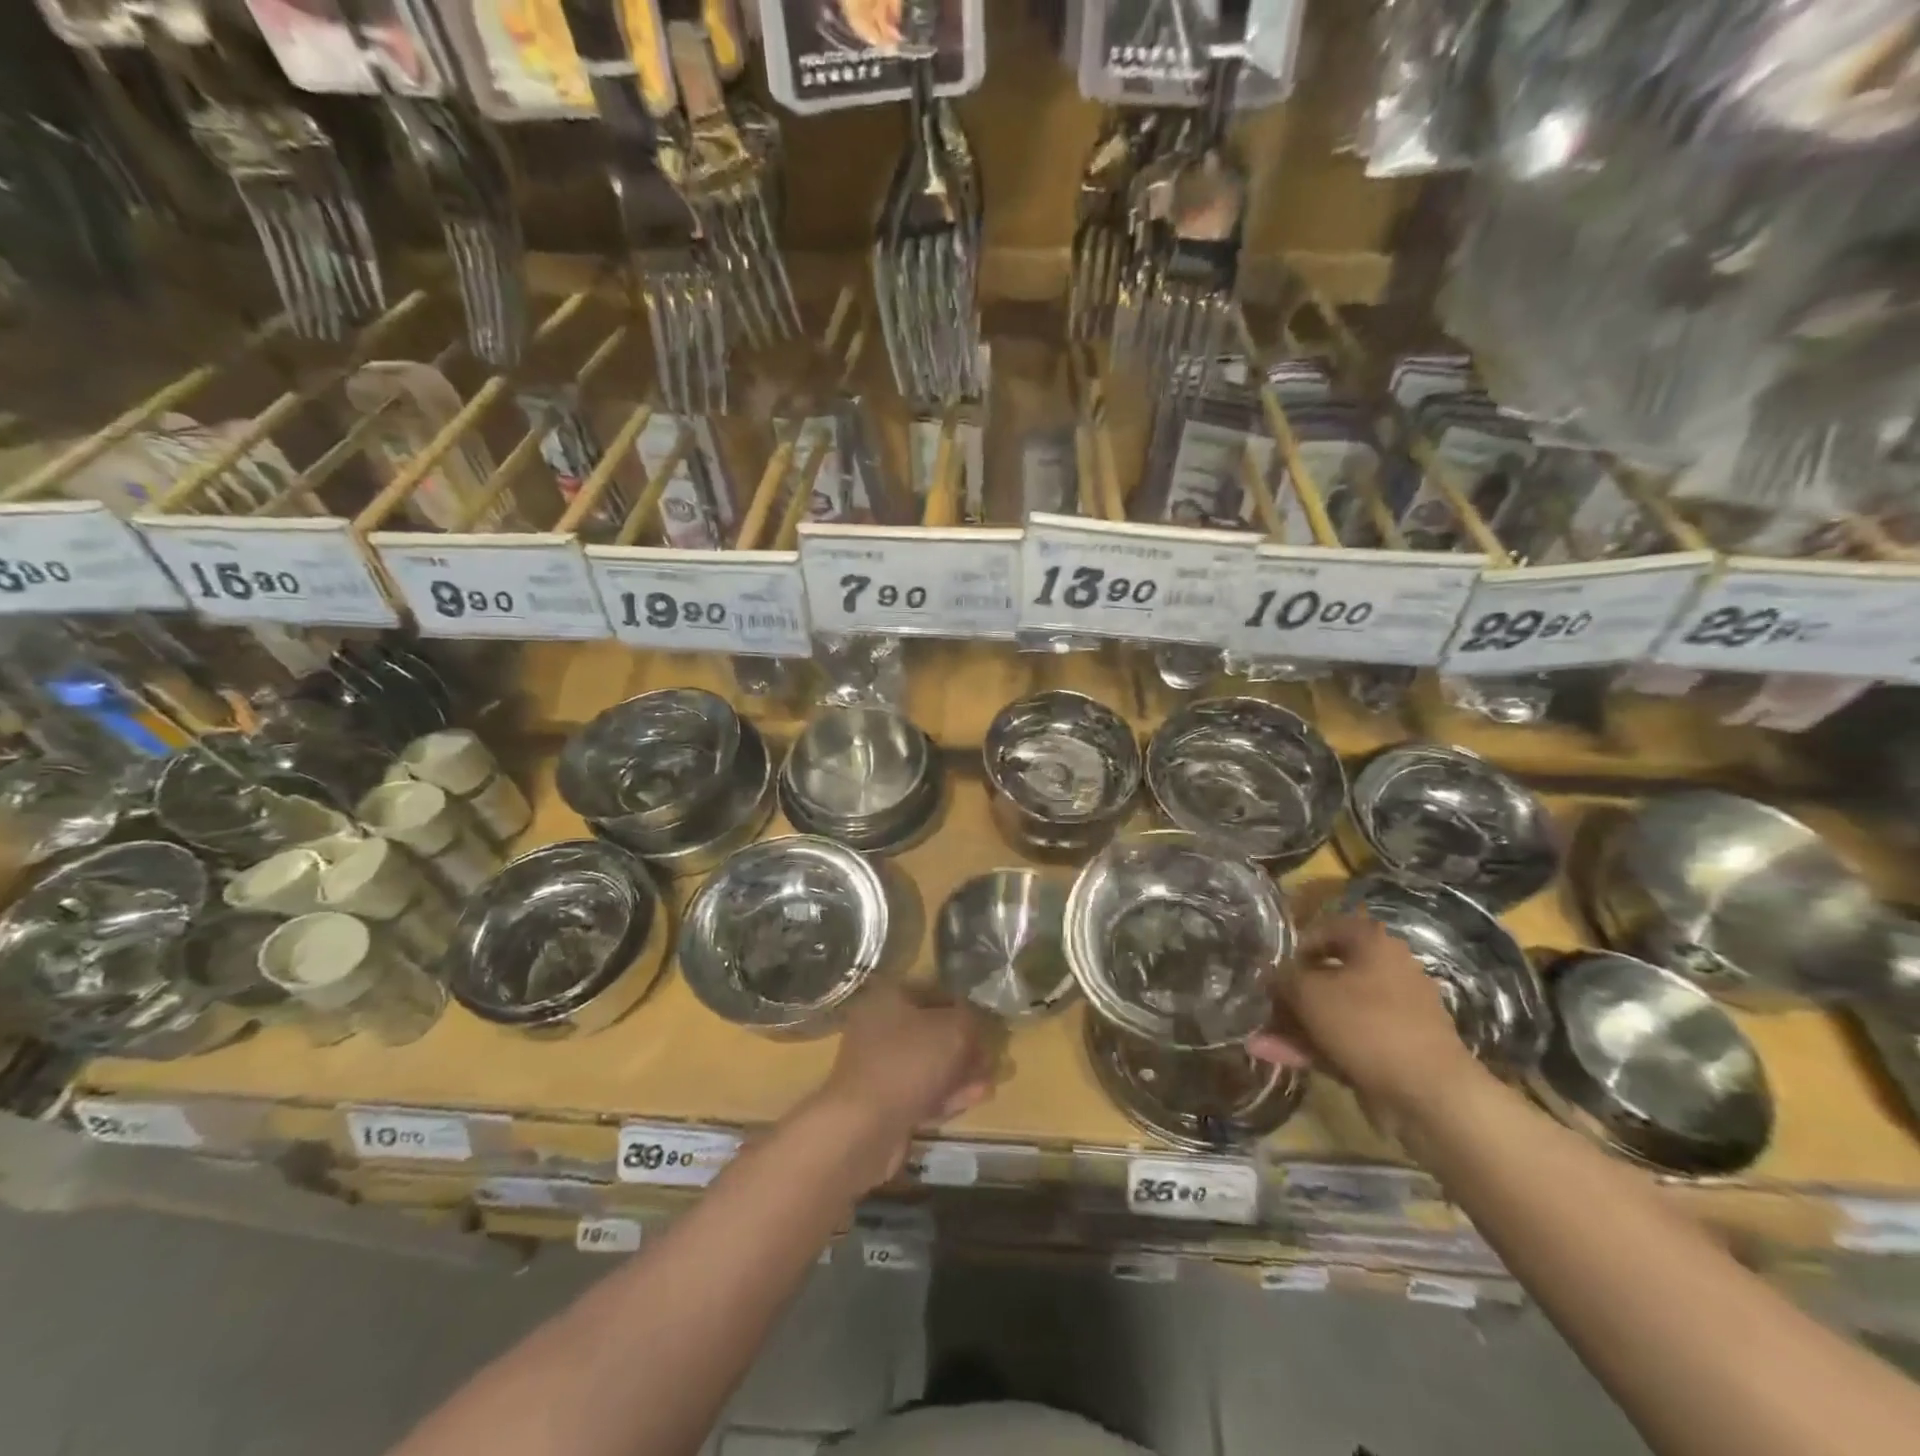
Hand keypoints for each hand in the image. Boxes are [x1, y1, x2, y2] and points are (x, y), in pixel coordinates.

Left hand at [808, 981, 999, 1184]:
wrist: (863, 1126)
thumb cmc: (908, 1062)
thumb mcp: (952, 1030)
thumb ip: (970, 1020)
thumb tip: (975, 1023)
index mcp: (888, 997)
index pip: (933, 992)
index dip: (963, 1006)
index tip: (987, 1023)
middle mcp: (878, 1026)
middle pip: (931, 1031)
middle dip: (965, 1045)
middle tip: (991, 1056)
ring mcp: (878, 1066)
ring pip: (928, 1064)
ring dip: (960, 1072)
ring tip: (990, 1080)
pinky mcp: (882, 1101)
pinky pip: (920, 1091)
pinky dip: (946, 1094)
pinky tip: (974, 1099)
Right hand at [1248, 912, 1481, 1116]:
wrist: (1430, 1095)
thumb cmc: (1367, 1025)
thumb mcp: (1308, 992)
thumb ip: (1283, 978)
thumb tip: (1271, 975)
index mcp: (1373, 944)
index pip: (1326, 928)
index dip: (1293, 945)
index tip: (1269, 965)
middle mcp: (1386, 972)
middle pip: (1327, 974)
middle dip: (1289, 993)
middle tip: (1261, 1004)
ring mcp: (1391, 1015)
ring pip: (1332, 1011)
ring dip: (1294, 1024)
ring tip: (1256, 1038)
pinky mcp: (1391, 1050)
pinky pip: (1343, 1040)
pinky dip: (1312, 1046)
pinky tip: (1274, 1056)